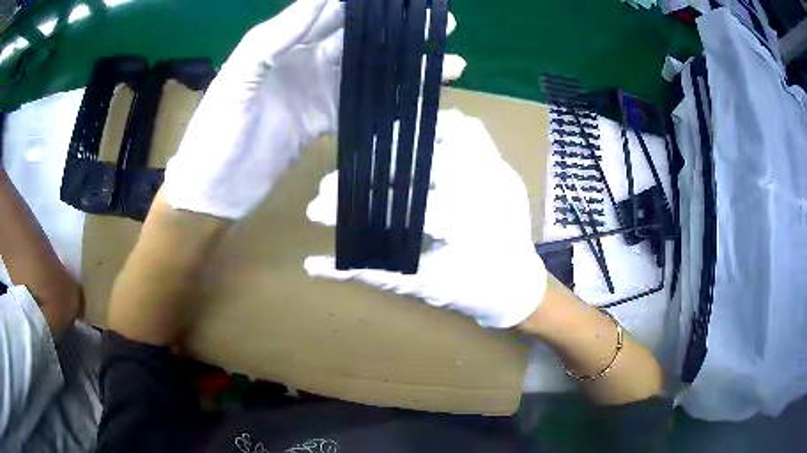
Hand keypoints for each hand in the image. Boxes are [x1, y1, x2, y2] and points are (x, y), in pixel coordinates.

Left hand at [164, 0, 465, 219]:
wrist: (214, 191)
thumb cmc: (215, 133)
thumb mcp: (238, 79)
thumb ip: (276, 37)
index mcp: (281, 42)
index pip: (330, 10)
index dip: (366, 2)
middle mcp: (303, 59)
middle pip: (357, 36)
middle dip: (397, 28)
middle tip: (440, 23)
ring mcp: (316, 90)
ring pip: (367, 68)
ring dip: (404, 63)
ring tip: (446, 60)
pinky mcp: (323, 120)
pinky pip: (363, 103)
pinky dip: (391, 100)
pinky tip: (419, 96)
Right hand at [305, 110, 546, 327]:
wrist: (519, 287)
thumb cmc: (473, 293)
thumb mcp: (419, 286)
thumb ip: (369, 271)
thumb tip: (313, 265)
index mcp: (470, 227)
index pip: (397, 205)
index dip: (352, 207)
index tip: (318, 209)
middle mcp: (489, 189)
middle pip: (418, 163)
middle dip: (369, 171)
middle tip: (335, 183)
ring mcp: (500, 171)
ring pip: (449, 130)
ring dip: (401, 141)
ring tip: (369, 156)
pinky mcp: (502, 164)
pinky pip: (471, 130)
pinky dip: (439, 129)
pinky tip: (409, 146)